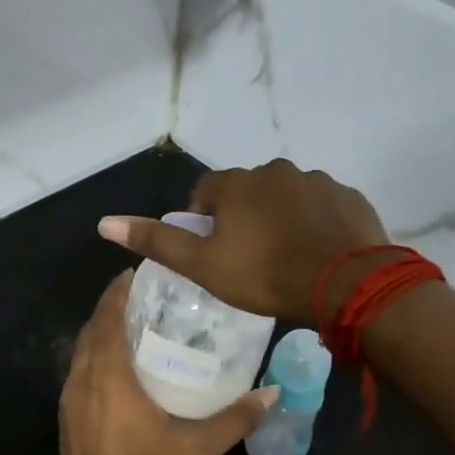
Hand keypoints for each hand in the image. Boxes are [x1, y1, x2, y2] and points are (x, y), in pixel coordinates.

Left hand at [56, 271, 277, 454]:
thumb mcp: (198, 449)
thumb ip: (236, 418)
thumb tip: (272, 393)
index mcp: (107, 378)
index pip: (107, 317)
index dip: (119, 291)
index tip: (139, 273)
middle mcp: (80, 382)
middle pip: (91, 330)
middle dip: (113, 308)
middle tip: (147, 298)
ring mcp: (68, 404)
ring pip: (81, 353)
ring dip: (102, 334)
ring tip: (137, 327)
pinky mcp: (67, 423)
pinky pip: (79, 375)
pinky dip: (96, 359)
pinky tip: (122, 372)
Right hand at [97, 159, 388, 321]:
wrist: (345, 284)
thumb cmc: (265, 275)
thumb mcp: (202, 265)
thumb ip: (156, 242)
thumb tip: (105, 222)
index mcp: (237, 184)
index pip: (206, 190)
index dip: (203, 217)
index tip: (211, 248)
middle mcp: (276, 171)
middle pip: (249, 191)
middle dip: (244, 216)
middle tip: (250, 257)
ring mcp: (317, 180)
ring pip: (288, 196)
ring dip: (282, 217)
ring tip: (287, 257)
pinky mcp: (349, 197)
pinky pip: (323, 206)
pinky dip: (316, 222)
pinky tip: (318, 252)